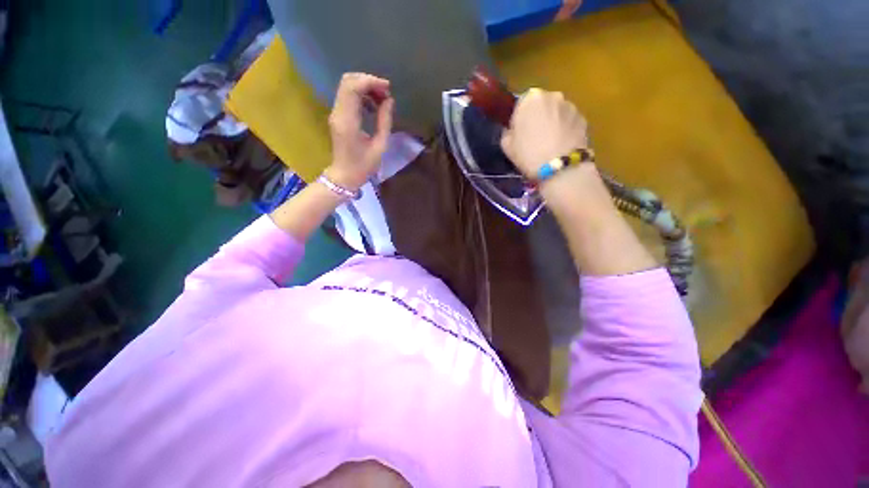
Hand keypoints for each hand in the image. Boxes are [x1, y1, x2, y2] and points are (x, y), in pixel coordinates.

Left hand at [325, 73, 394, 190]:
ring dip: (365, 88)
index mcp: (348, 121)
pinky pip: (347, 97)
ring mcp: (335, 113)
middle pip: (348, 81)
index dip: (371, 82)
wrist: (344, 176)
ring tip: (382, 101)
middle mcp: (338, 113)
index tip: (387, 89)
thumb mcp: (380, 146)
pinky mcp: (337, 116)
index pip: (353, 87)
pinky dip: (361, 96)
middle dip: (368, 82)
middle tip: (385, 94)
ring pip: (347, 87)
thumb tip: (389, 101)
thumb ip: (384, 121)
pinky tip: (373, 107)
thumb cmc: (364, 166)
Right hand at [500, 88, 587, 178]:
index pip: (522, 103)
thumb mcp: (506, 146)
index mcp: (531, 99)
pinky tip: (561, 147)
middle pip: (542, 105)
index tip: (519, 132)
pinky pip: (570, 122)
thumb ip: (508, 132)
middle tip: (534, 137)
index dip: (520, 118)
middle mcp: (553, 96)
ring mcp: (571, 106)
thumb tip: (513, 131)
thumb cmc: (528, 154)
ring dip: (553, 123)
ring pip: (557, 112)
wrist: (560, 168)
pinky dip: (566, 130)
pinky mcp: (583, 119)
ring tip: (550, 144)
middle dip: (539, 117)